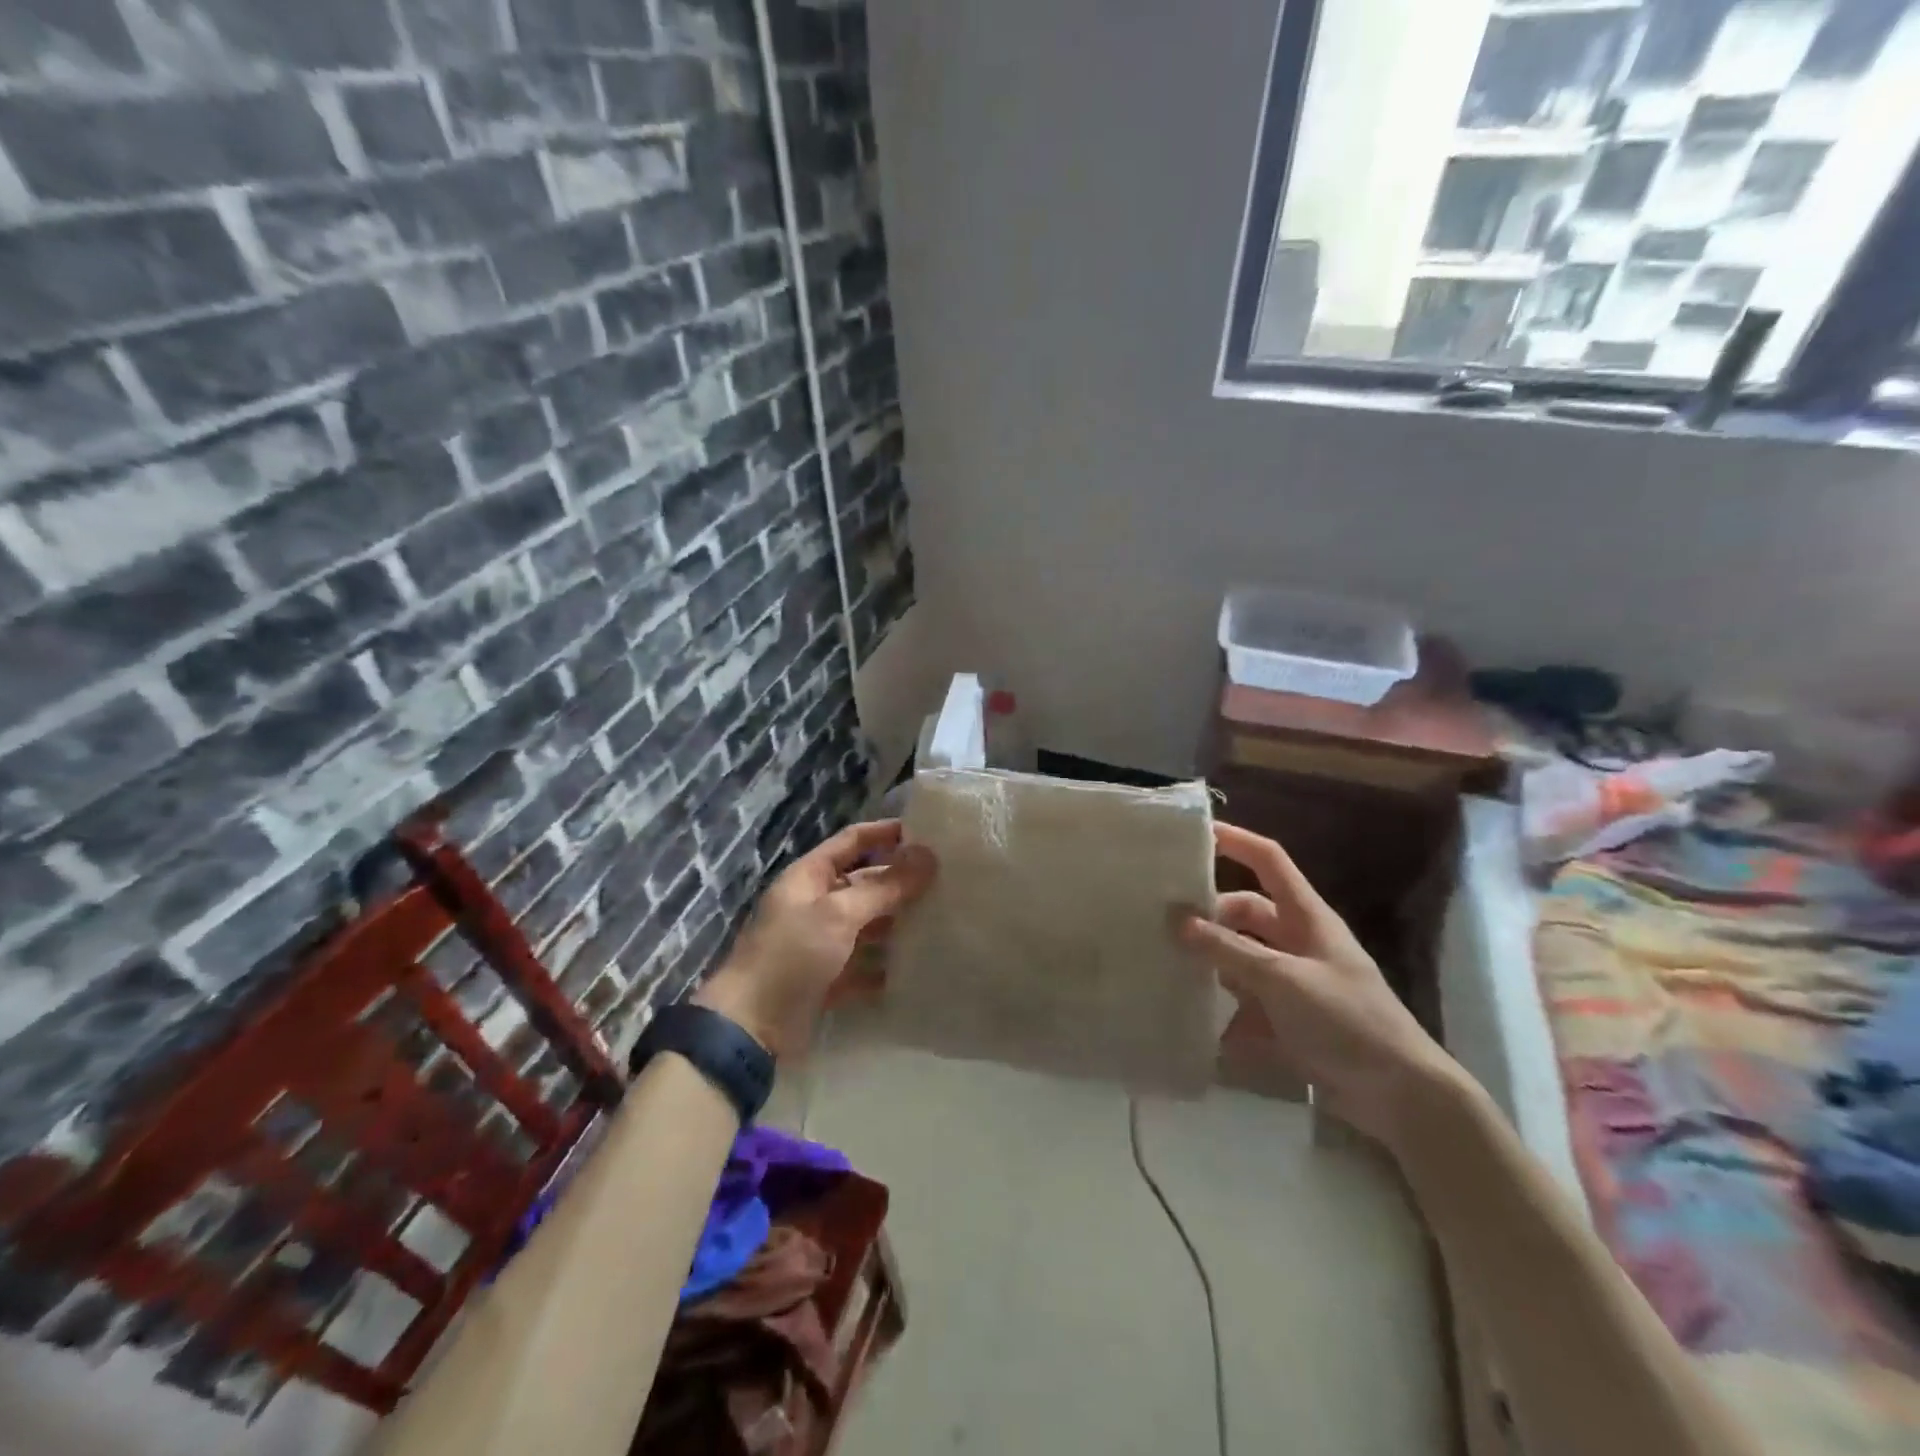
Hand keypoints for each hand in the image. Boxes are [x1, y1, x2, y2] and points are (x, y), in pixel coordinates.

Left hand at [694, 820, 936, 1057]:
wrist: (750, 1027)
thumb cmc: (792, 955)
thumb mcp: (839, 913)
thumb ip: (884, 886)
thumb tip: (928, 856)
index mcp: (810, 877)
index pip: (853, 841)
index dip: (886, 833)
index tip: (928, 832)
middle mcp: (816, 903)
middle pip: (865, 883)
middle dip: (901, 882)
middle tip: (947, 880)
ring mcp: (822, 942)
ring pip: (868, 924)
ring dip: (899, 923)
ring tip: (944, 919)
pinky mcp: (829, 978)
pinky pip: (865, 964)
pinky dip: (888, 965)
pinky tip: (921, 965)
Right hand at [1176, 823, 1460, 1150]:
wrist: (1401, 1096)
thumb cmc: (1347, 1020)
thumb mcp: (1282, 979)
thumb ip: (1228, 950)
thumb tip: (1177, 921)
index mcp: (1307, 917)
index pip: (1269, 860)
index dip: (1235, 841)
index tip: (1193, 835)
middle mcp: (1298, 941)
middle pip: (1246, 912)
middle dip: (1209, 916)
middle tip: (1164, 924)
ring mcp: (1294, 981)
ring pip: (1240, 958)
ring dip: (1211, 963)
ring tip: (1167, 966)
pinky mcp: (1289, 1019)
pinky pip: (1245, 1002)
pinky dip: (1222, 1009)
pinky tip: (1194, 1020)